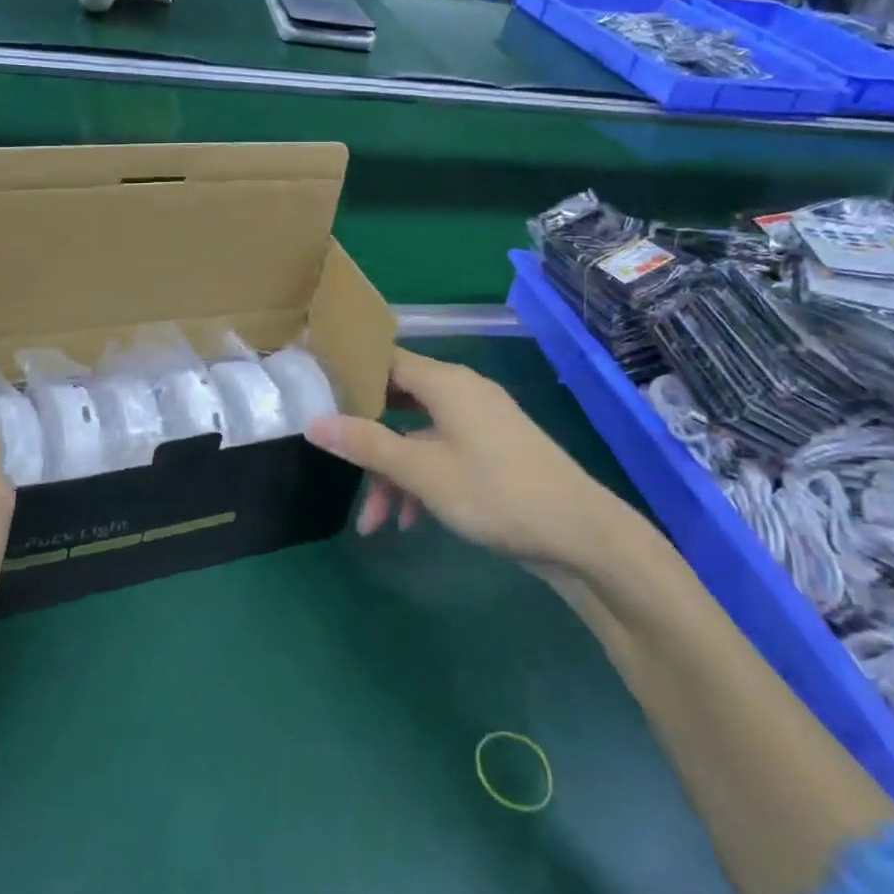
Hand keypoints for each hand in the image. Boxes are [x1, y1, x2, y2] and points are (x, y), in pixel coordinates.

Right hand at [305, 349, 625, 571]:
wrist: (579, 533)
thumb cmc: (494, 491)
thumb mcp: (422, 471)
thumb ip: (367, 444)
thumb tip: (314, 422)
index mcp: (445, 382)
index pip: (385, 360)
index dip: (350, 374)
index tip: (317, 394)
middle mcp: (461, 391)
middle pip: (398, 400)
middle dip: (367, 438)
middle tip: (336, 460)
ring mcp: (480, 421)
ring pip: (419, 434)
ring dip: (393, 472)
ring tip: (375, 522)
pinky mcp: (493, 449)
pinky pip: (443, 452)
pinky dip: (422, 480)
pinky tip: (411, 522)